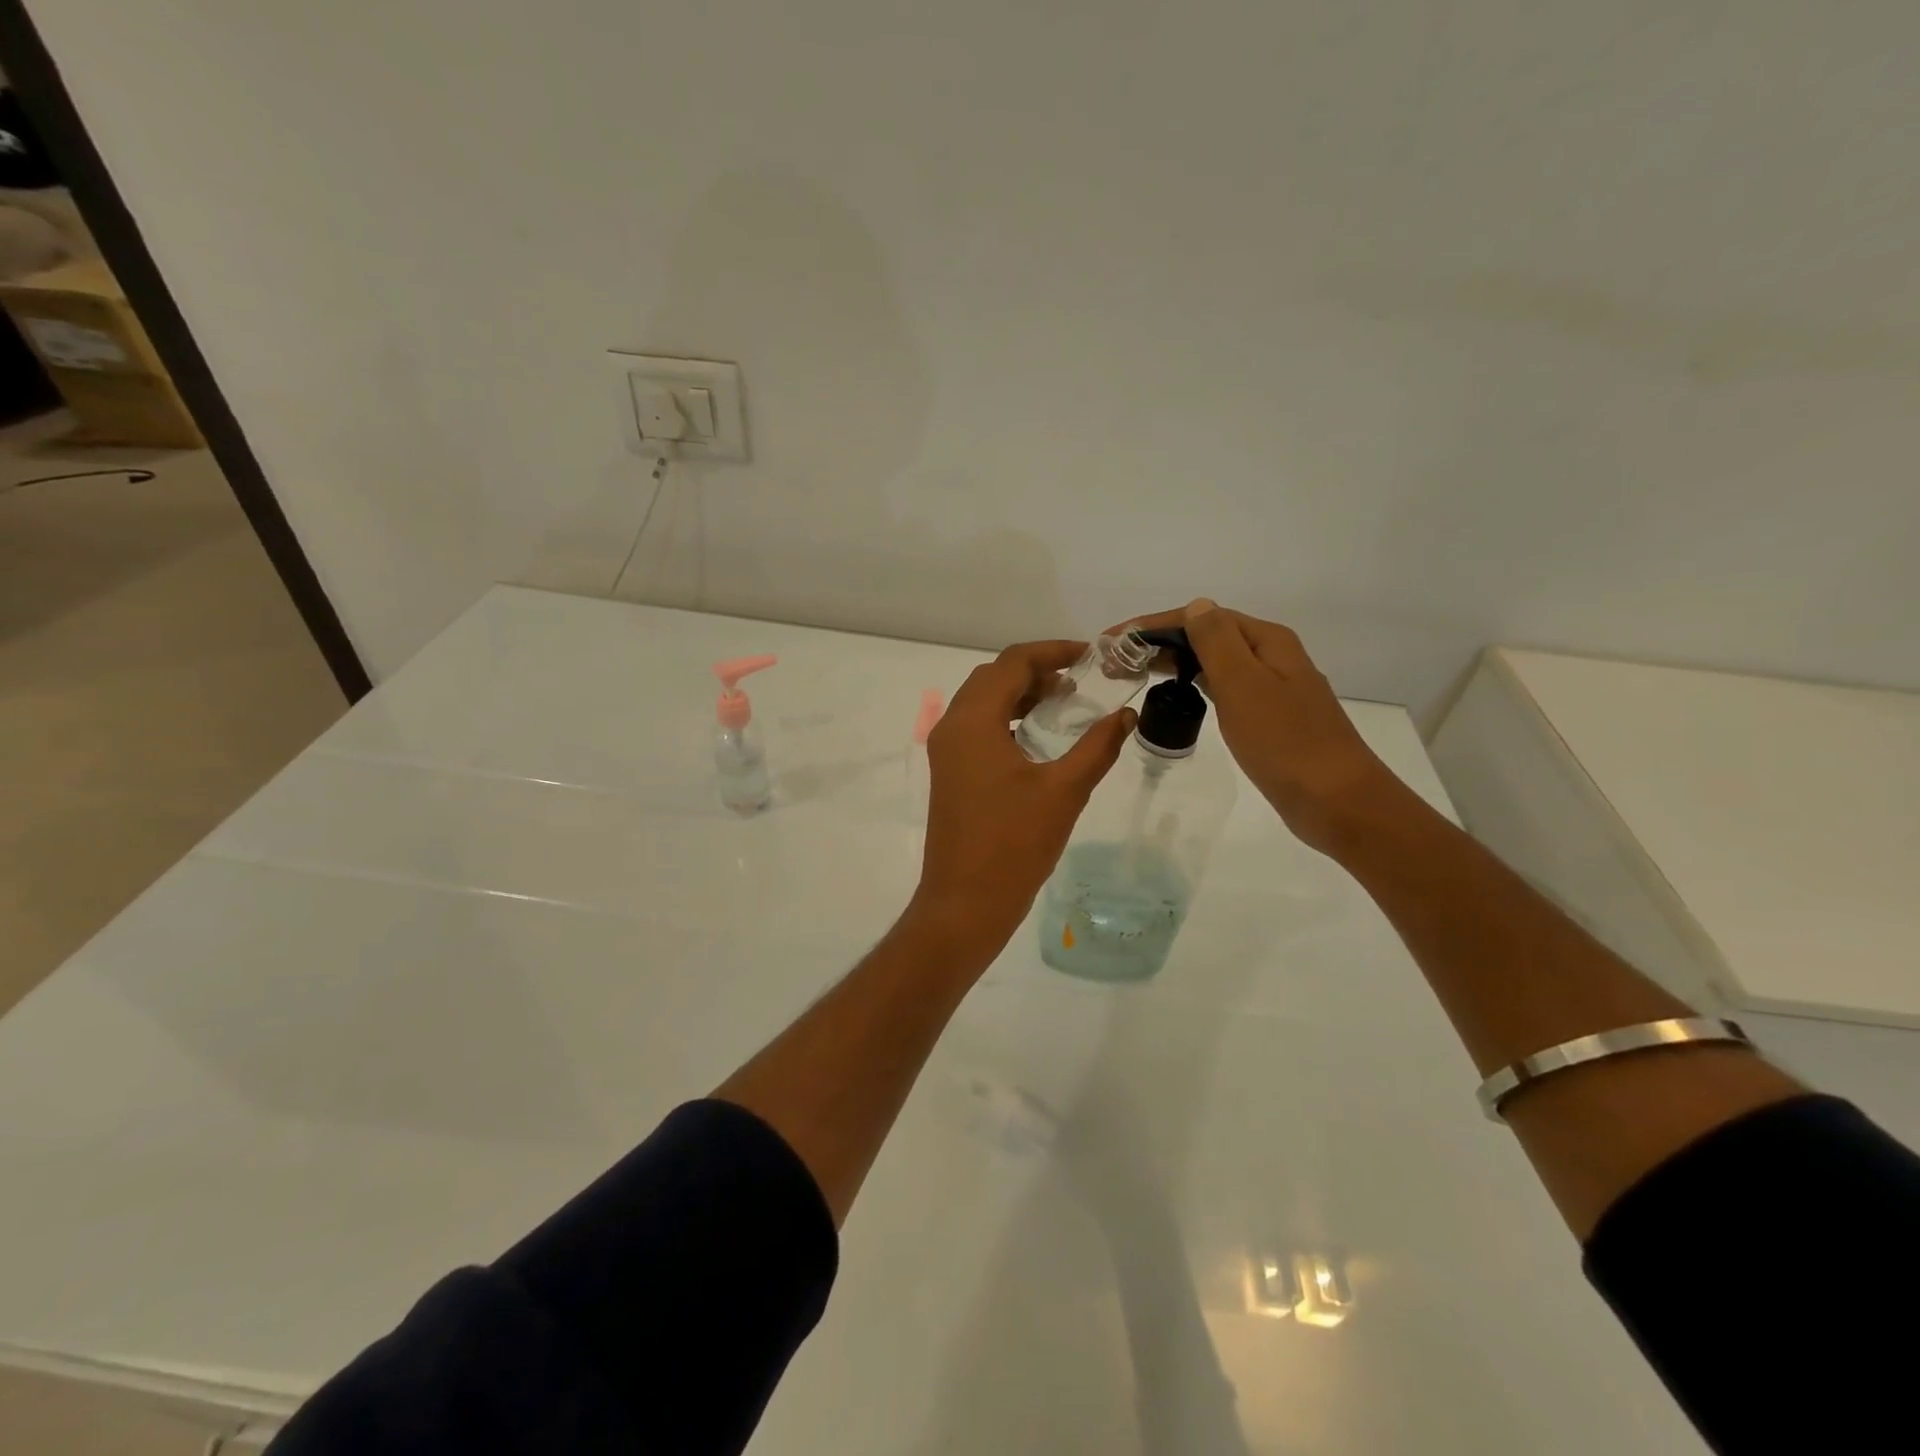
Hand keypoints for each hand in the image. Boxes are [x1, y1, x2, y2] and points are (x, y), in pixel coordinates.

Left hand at [912, 641, 1134, 953]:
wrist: (965, 903)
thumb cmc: (1014, 845)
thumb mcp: (1065, 791)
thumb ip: (1098, 746)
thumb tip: (1127, 715)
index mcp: (973, 722)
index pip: (1011, 663)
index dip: (1053, 651)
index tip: (1091, 656)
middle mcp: (951, 728)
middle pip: (993, 677)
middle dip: (1036, 670)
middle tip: (1080, 680)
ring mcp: (945, 752)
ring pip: (982, 702)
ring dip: (1020, 694)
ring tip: (1065, 703)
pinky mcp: (949, 773)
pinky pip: (977, 728)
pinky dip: (1007, 719)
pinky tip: (1039, 737)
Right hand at [1118, 600, 1400, 854]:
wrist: (1336, 800)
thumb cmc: (1285, 742)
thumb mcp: (1245, 685)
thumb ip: (1217, 642)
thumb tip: (1196, 605)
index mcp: (1267, 641)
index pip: (1201, 618)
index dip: (1153, 625)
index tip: (1113, 640)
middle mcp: (1272, 657)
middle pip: (1207, 637)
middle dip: (1159, 643)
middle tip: (1115, 663)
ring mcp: (1273, 688)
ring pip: (1214, 663)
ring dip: (1174, 663)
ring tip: (1136, 674)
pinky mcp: (1269, 718)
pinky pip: (1224, 689)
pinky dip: (1195, 686)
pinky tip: (1179, 697)